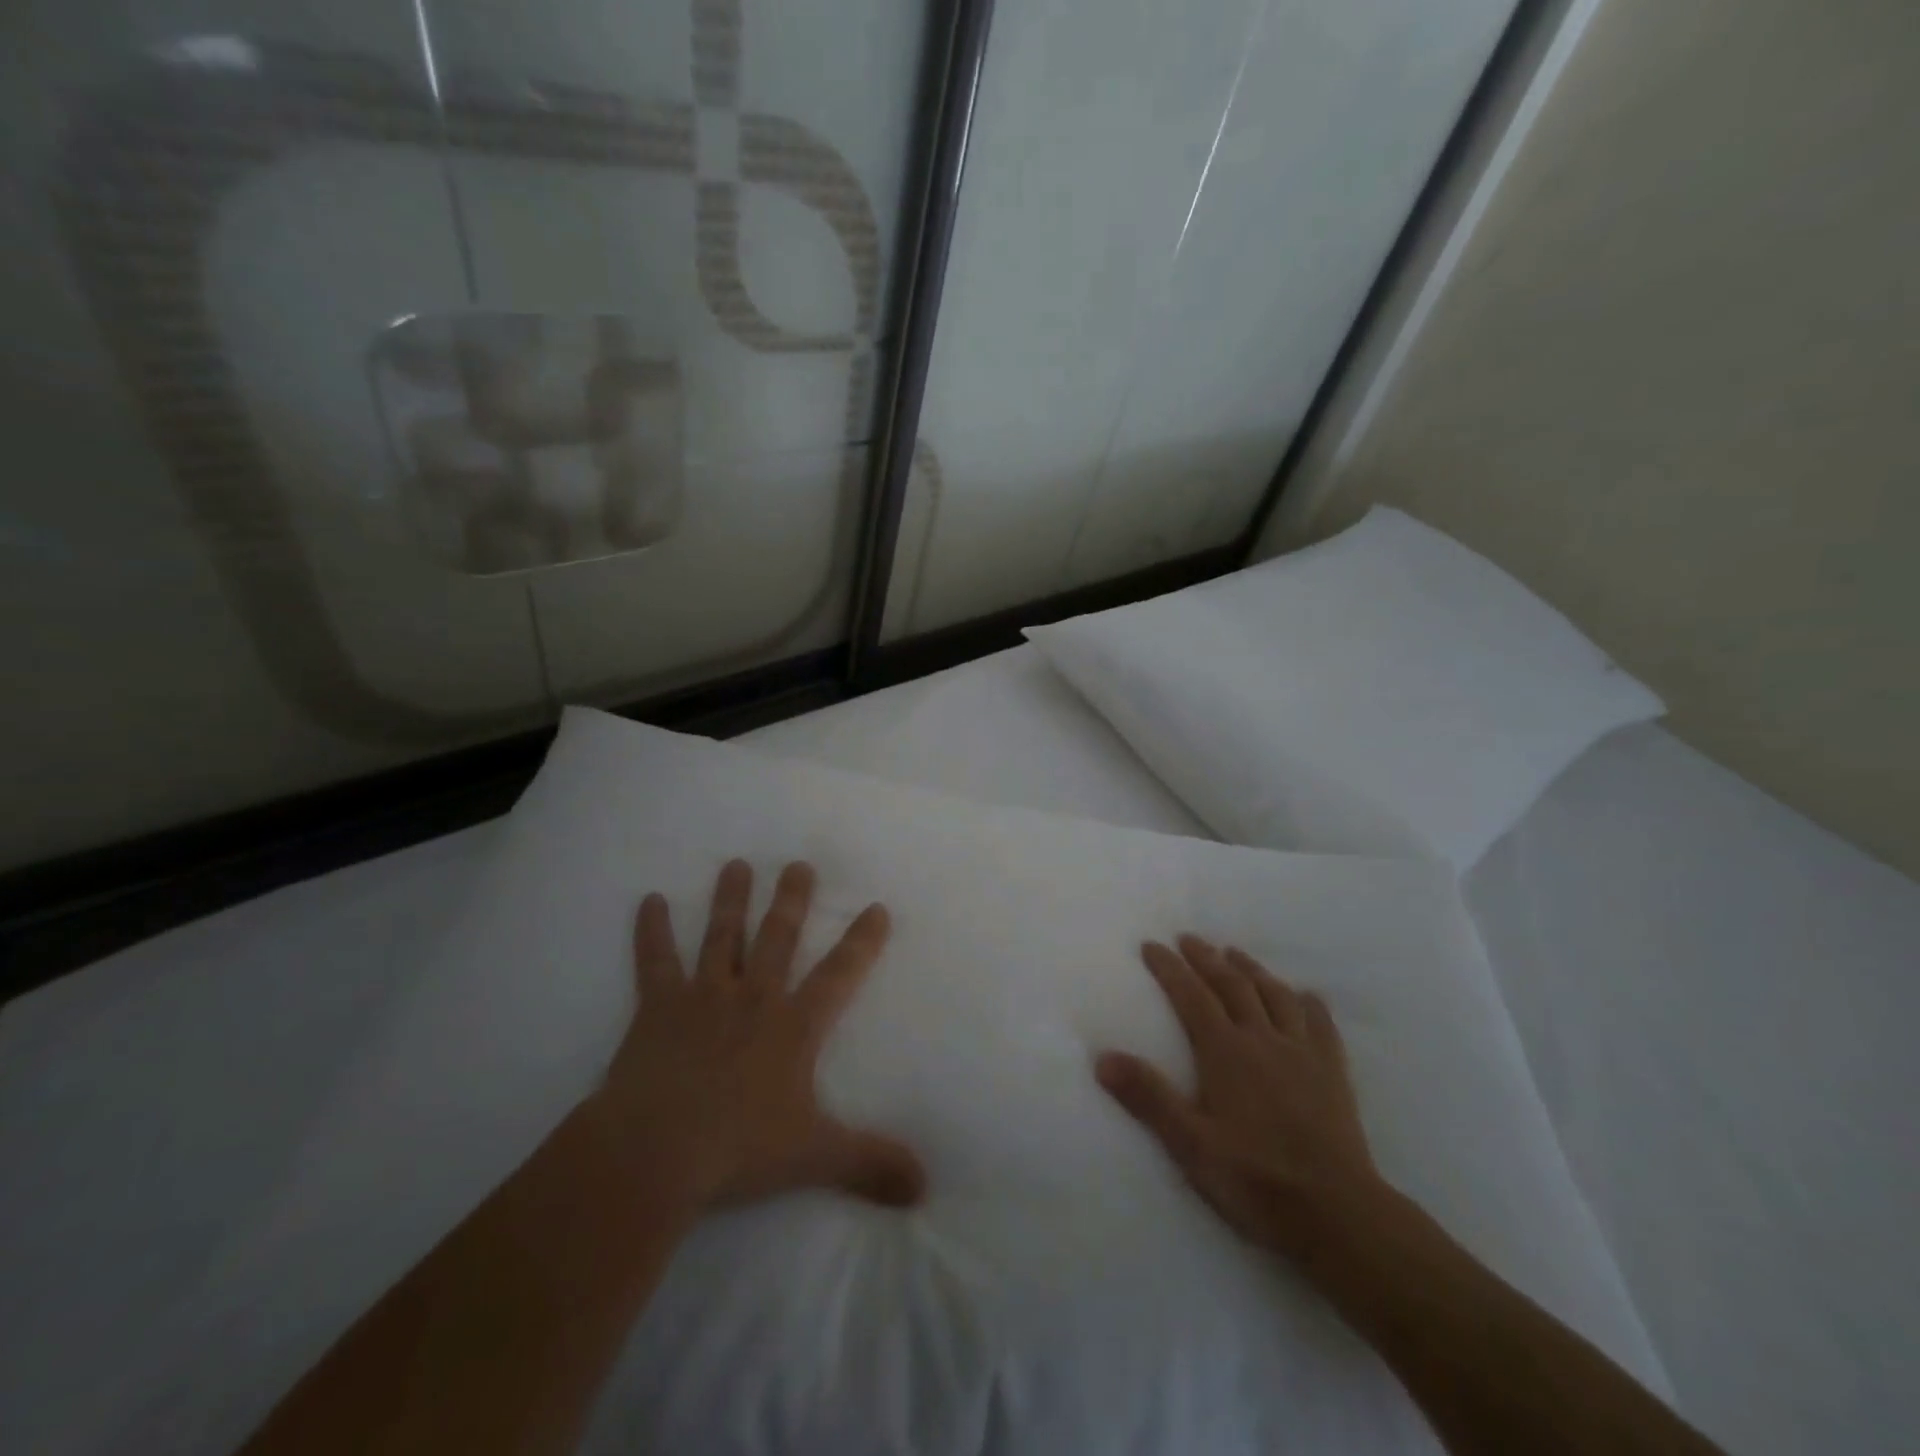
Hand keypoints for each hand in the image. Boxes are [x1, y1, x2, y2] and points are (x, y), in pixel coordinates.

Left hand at [595, 858, 925, 1213]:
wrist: (654, 1152)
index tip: (876, 907)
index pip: (838, 975)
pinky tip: (649, 900)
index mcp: (793, 1026)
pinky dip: (652, 930)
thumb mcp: (815, 1157)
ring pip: (721, 936)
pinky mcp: (657, 1008)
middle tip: (799, 864)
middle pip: (777, 937)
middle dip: (792, 900)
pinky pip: (654, 961)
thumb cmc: (738, 1149)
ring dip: (731, 900)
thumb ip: (871, 1164)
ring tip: (737, 864)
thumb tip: (926, 1186)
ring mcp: (703, 997)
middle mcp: (753, 998)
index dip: (861, 942)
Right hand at [1096, 937, 1381, 1259]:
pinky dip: (1309, 1004)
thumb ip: (1148, 1097)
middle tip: (1189, 939)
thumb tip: (1102, 1057)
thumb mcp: (1190, 1144)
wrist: (1337, 1212)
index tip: (1151, 945)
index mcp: (1225, 1052)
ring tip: (1235, 954)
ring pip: (1275, 996)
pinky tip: (1305, 996)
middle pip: (1232, 985)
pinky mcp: (1333, 1073)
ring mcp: (1302, 1053)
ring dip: (1252, 970)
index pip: (1191, 996)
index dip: (1169, 968)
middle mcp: (1262, 1039)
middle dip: (1206, 958)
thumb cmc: (1255, 1178)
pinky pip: (1321, 1025)